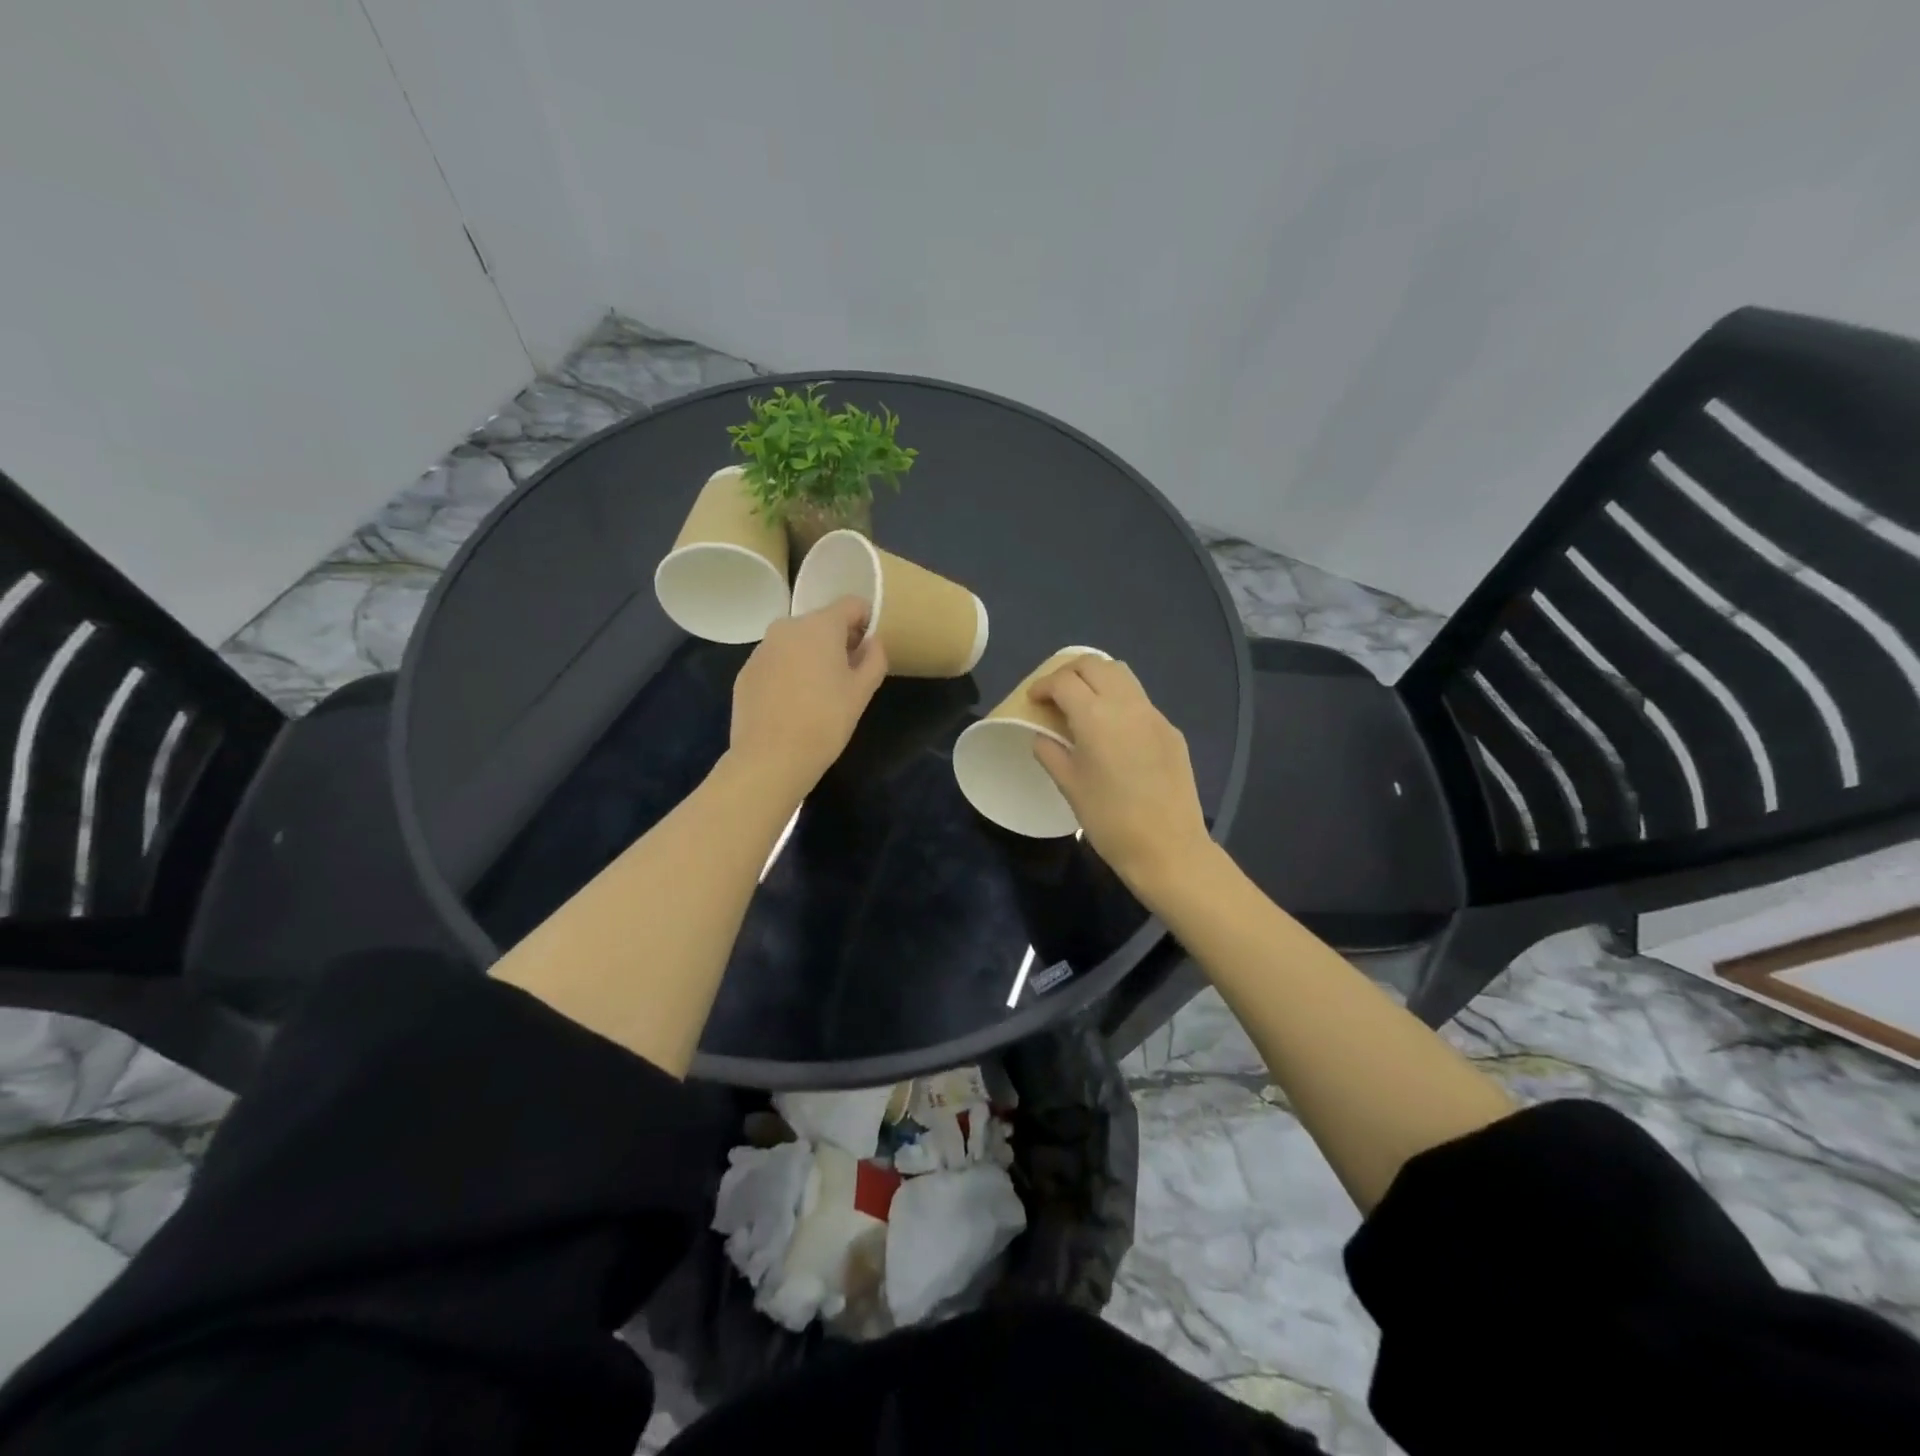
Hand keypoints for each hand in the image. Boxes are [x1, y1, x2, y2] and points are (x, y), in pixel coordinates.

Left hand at [730, 596, 887, 796]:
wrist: (770, 758)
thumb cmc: (825, 721)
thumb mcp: (862, 691)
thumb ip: (874, 658)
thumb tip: (872, 642)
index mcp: (820, 625)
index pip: (852, 604)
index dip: (867, 622)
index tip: (870, 650)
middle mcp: (787, 627)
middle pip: (822, 622)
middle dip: (838, 641)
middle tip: (848, 676)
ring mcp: (762, 648)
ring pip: (797, 642)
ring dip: (812, 656)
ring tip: (820, 693)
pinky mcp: (746, 671)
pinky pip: (777, 661)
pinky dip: (789, 672)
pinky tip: (794, 704)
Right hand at [1029, 656, 1214, 897]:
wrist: (1168, 847)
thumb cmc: (1109, 820)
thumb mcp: (1069, 786)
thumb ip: (1051, 752)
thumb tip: (1043, 736)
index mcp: (1095, 717)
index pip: (1063, 681)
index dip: (1042, 685)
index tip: (1033, 700)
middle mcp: (1126, 705)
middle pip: (1094, 664)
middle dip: (1069, 672)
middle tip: (1055, 694)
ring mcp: (1154, 715)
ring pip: (1122, 674)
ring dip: (1097, 678)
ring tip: (1082, 702)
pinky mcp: (1171, 731)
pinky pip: (1140, 701)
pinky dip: (1119, 701)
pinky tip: (1113, 730)